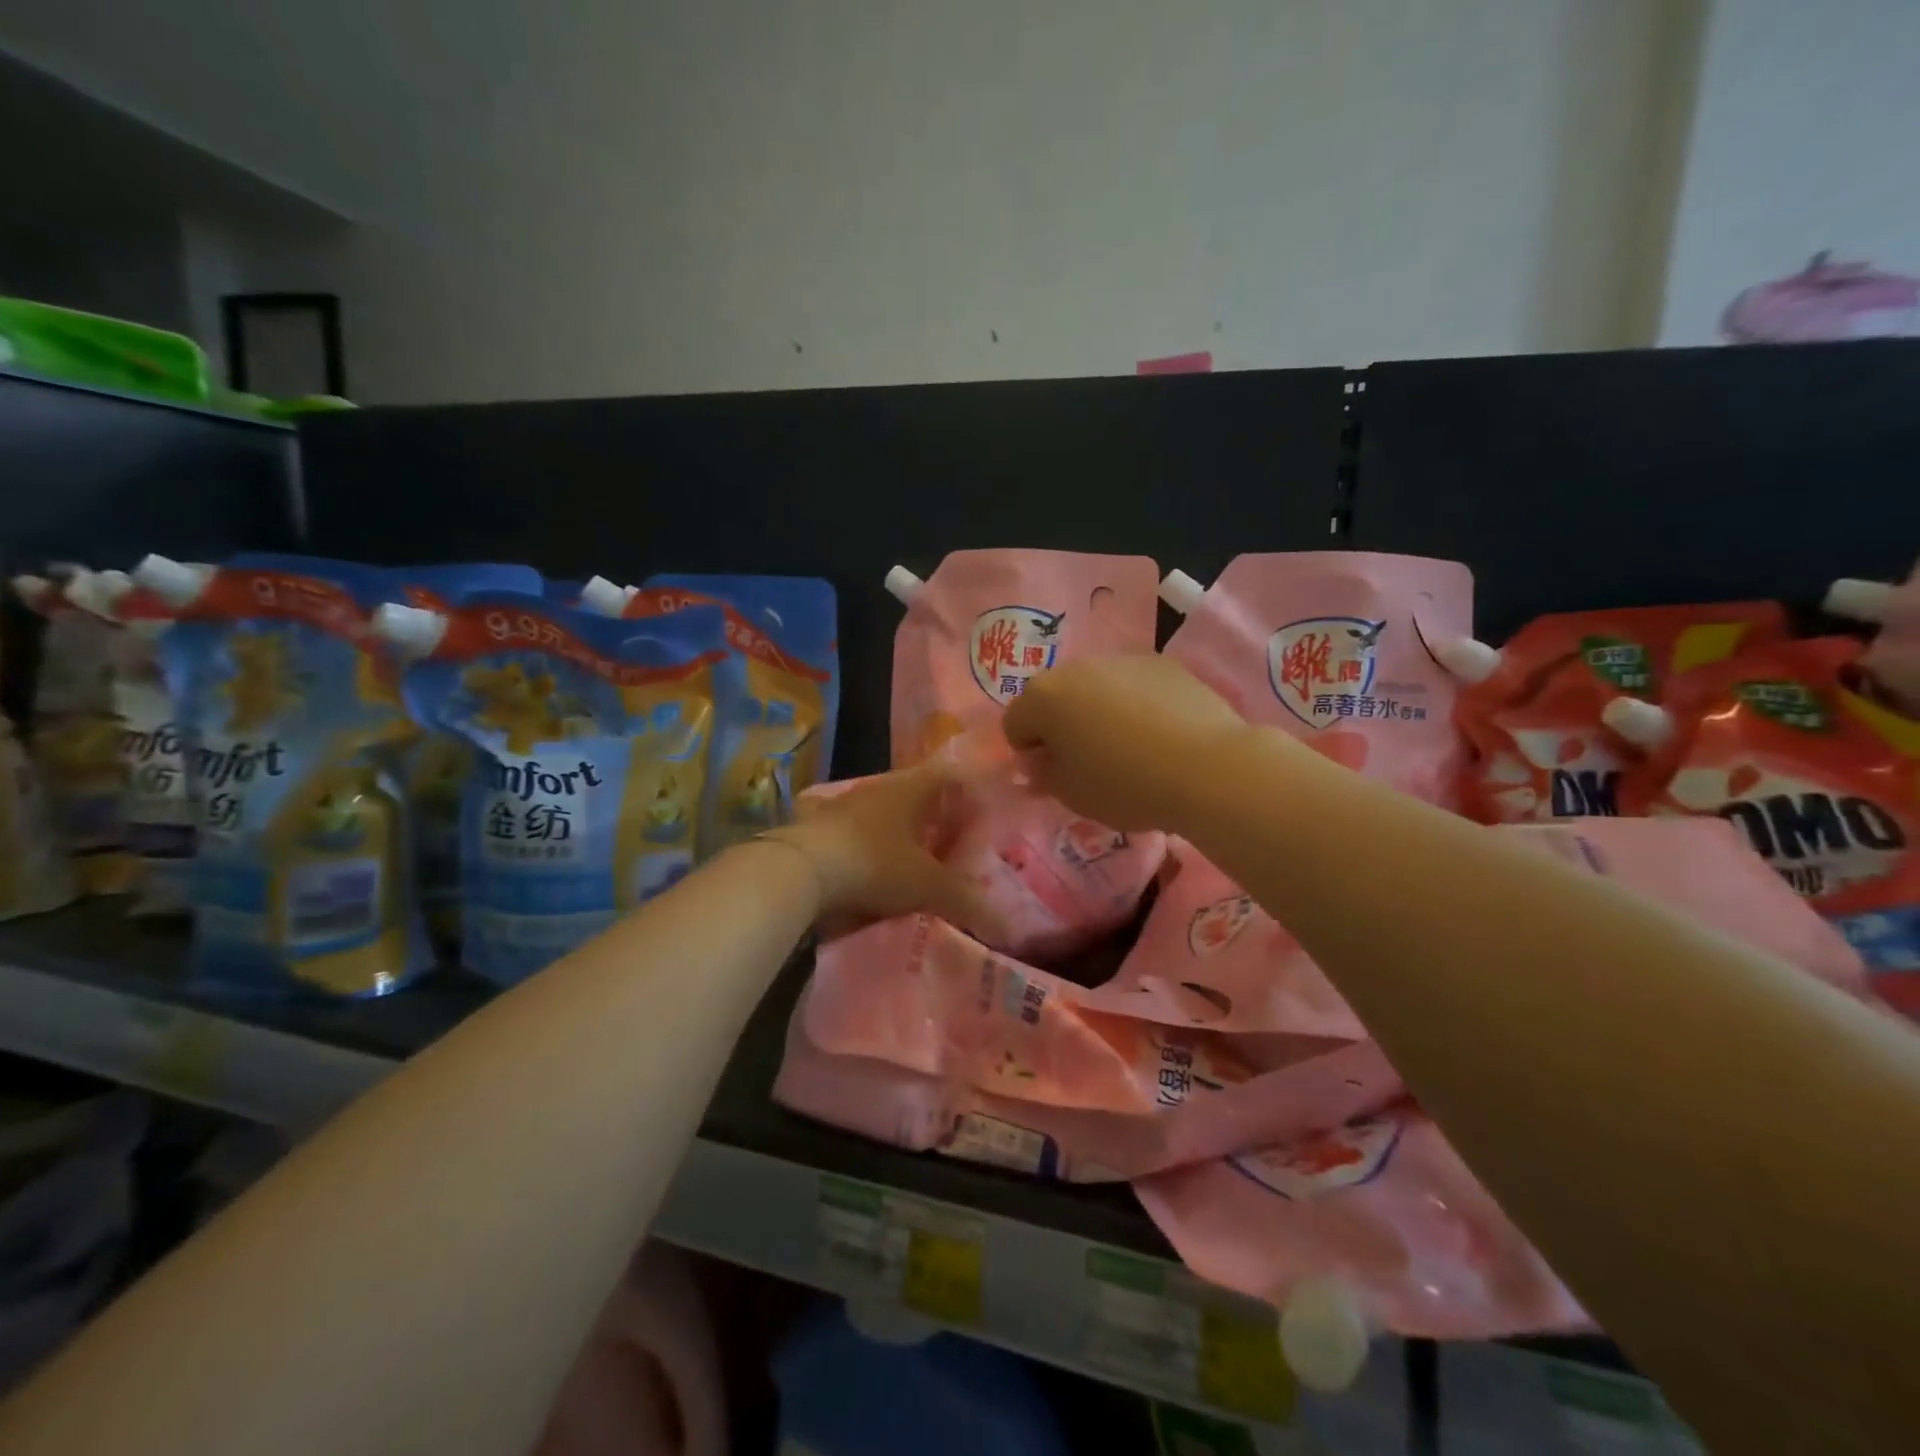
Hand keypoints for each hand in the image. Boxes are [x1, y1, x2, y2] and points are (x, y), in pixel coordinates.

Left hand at [766, 763, 992, 933]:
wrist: (799, 870)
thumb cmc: (875, 864)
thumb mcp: (927, 886)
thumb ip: (966, 902)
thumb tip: (1007, 927)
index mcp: (911, 790)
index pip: (950, 778)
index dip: (969, 794)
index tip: (982, 819)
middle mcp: (878, 790)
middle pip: (917, 796)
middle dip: (936, 820)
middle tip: (954, 848)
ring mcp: (844, 807)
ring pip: (884, 815)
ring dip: (900, 835)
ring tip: (915, 864)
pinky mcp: (818, 828)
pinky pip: (855, 834)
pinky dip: (869, 849)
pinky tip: (872, 873)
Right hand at [1001, 655, 1252, 831]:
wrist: (1208, 768)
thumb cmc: (1124, 785)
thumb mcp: (1071, 794)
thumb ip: (1042, 775)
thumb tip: (1036, 763)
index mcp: (1044, 697)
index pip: (1015, 723)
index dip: (1029, 753)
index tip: (1054, 776)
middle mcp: (1077, 667)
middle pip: (1054, 698)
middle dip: (1061, 727)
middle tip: (1087, 763)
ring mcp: (1123, 660)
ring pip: (1095, 688)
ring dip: (1097, 713)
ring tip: (1129, 750)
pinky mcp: (1164, 664)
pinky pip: (1134, 686)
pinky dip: (1135, 705)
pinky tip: (1160, 736)